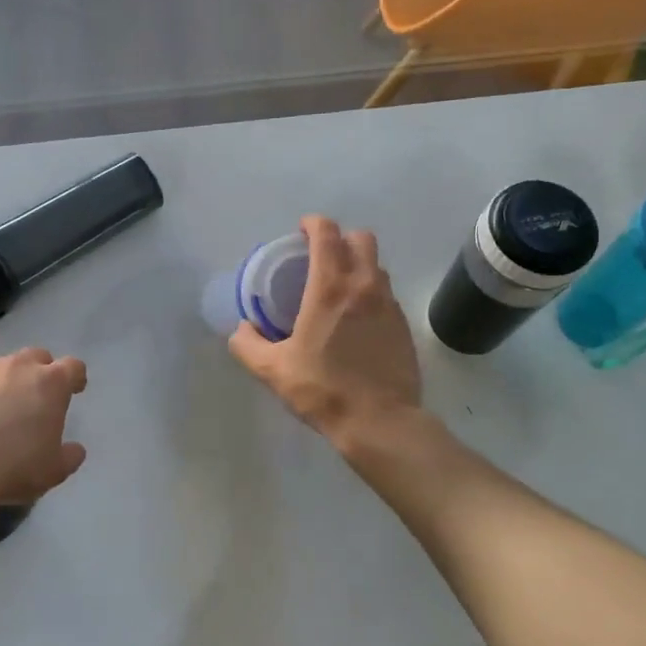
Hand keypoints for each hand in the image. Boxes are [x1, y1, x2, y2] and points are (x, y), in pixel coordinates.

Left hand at [0, 348, 87, 521]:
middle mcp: (18, 368)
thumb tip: (75, 449)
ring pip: (2, 367)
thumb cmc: (12, 468)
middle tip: (37, 399)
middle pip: (37, 357)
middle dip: (41, 372)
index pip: (73, 367)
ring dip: (7, 382)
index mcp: (50, 384)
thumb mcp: (54, 471)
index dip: (76, 378)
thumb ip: (70, 455)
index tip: (75, 391)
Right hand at [228, 216, 421, 445]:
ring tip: (339, 289)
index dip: (313, 224)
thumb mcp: (273, 370)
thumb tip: (242, 330)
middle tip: (321, 258)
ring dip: (358, 265)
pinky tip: (357, 320)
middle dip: (341, 239)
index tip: (301, 232)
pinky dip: (371, 293)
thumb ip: (248, 345)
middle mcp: (364, 286)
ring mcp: (389, 304)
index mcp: (330, 288)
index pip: (327, 233)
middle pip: (361, 239)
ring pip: (377, 266)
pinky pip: (386, 294)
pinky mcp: (404, 325)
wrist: (380, 422)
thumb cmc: (323, 390)